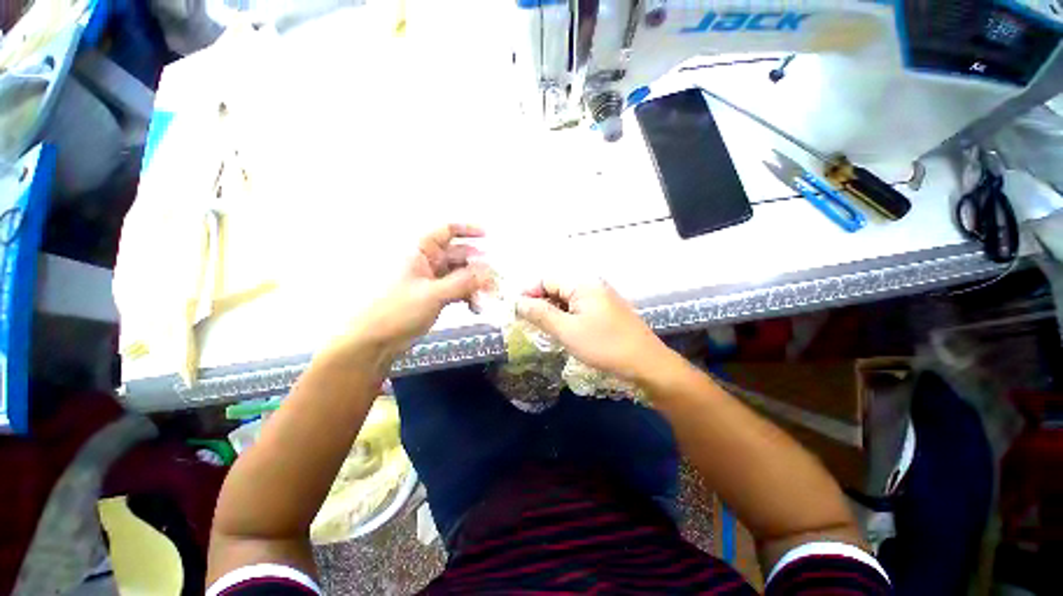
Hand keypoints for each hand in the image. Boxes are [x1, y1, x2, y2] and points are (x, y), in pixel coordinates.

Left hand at [335, 224, 487, 359]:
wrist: (375, 341)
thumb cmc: (397, 311)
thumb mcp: (433, 294)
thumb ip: (463, 282)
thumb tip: (489, 273)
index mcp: (421, 252)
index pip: (446, 231)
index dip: (467, 230)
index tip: (488, 236)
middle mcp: (429, 262)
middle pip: (460, 255)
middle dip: (478, 266)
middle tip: (495, 279)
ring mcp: (433, 280)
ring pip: (461, 275)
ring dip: (475, 285)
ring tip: (487, 298)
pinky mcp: (436, 296)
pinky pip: (458, 290)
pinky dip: (468, 297)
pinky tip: (476, 308)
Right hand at [515, 278, 668, 381]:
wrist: (646, 364)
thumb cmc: (604, 346)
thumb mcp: (567, 330)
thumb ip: (540, 314)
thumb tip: (518, 302)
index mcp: (583, 284)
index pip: (547, 279)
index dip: (529, 293)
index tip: (516, 312)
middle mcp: (593, 285)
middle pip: (558, 288)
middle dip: (541, 304)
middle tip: (528, 324)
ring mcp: (602, 298)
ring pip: (568, 300)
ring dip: (553, 312)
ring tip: (544, 330)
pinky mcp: (607, 311)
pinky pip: (580, 309)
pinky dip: (568, 318)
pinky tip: (564, 332)